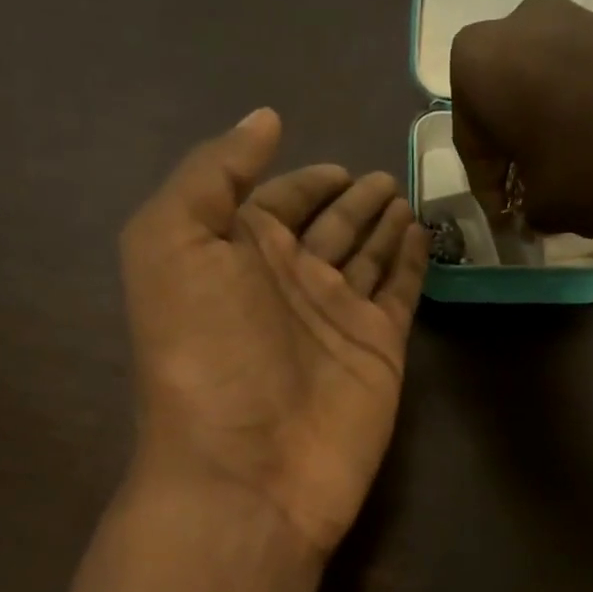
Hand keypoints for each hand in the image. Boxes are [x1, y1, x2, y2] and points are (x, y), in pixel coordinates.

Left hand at [120, 110, 427, 555]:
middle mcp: (289, 281)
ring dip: (384, 225)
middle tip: (384, 176)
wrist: (248, 471)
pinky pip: (400, 291)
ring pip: (368, 254)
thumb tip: (265, 120)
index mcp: (237, 255)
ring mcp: (339, 315)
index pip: (277, 201)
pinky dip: (412, 263)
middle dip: (353, 199)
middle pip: (329, 226)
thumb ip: (212, 173)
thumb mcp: (171, 244)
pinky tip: (421, 235)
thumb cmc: (205, 355)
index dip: (302, 178)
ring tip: (406, 196)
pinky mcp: (381, 347)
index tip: (336, 162)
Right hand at [450, 0, 592, 235]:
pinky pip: (582, 77)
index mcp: (476, 65)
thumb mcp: (544, 206)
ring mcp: (572, 15)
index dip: (488, 189)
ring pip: (544, 87)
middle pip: (505, 104)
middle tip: (529, 193)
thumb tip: (535, 209)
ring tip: (567, 174)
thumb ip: (526, 208)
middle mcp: (515, 25)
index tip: (505, 219)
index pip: (472, 141)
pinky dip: (582, 111)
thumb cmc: (591, 164)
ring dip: (548, 129)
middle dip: (516, 151)